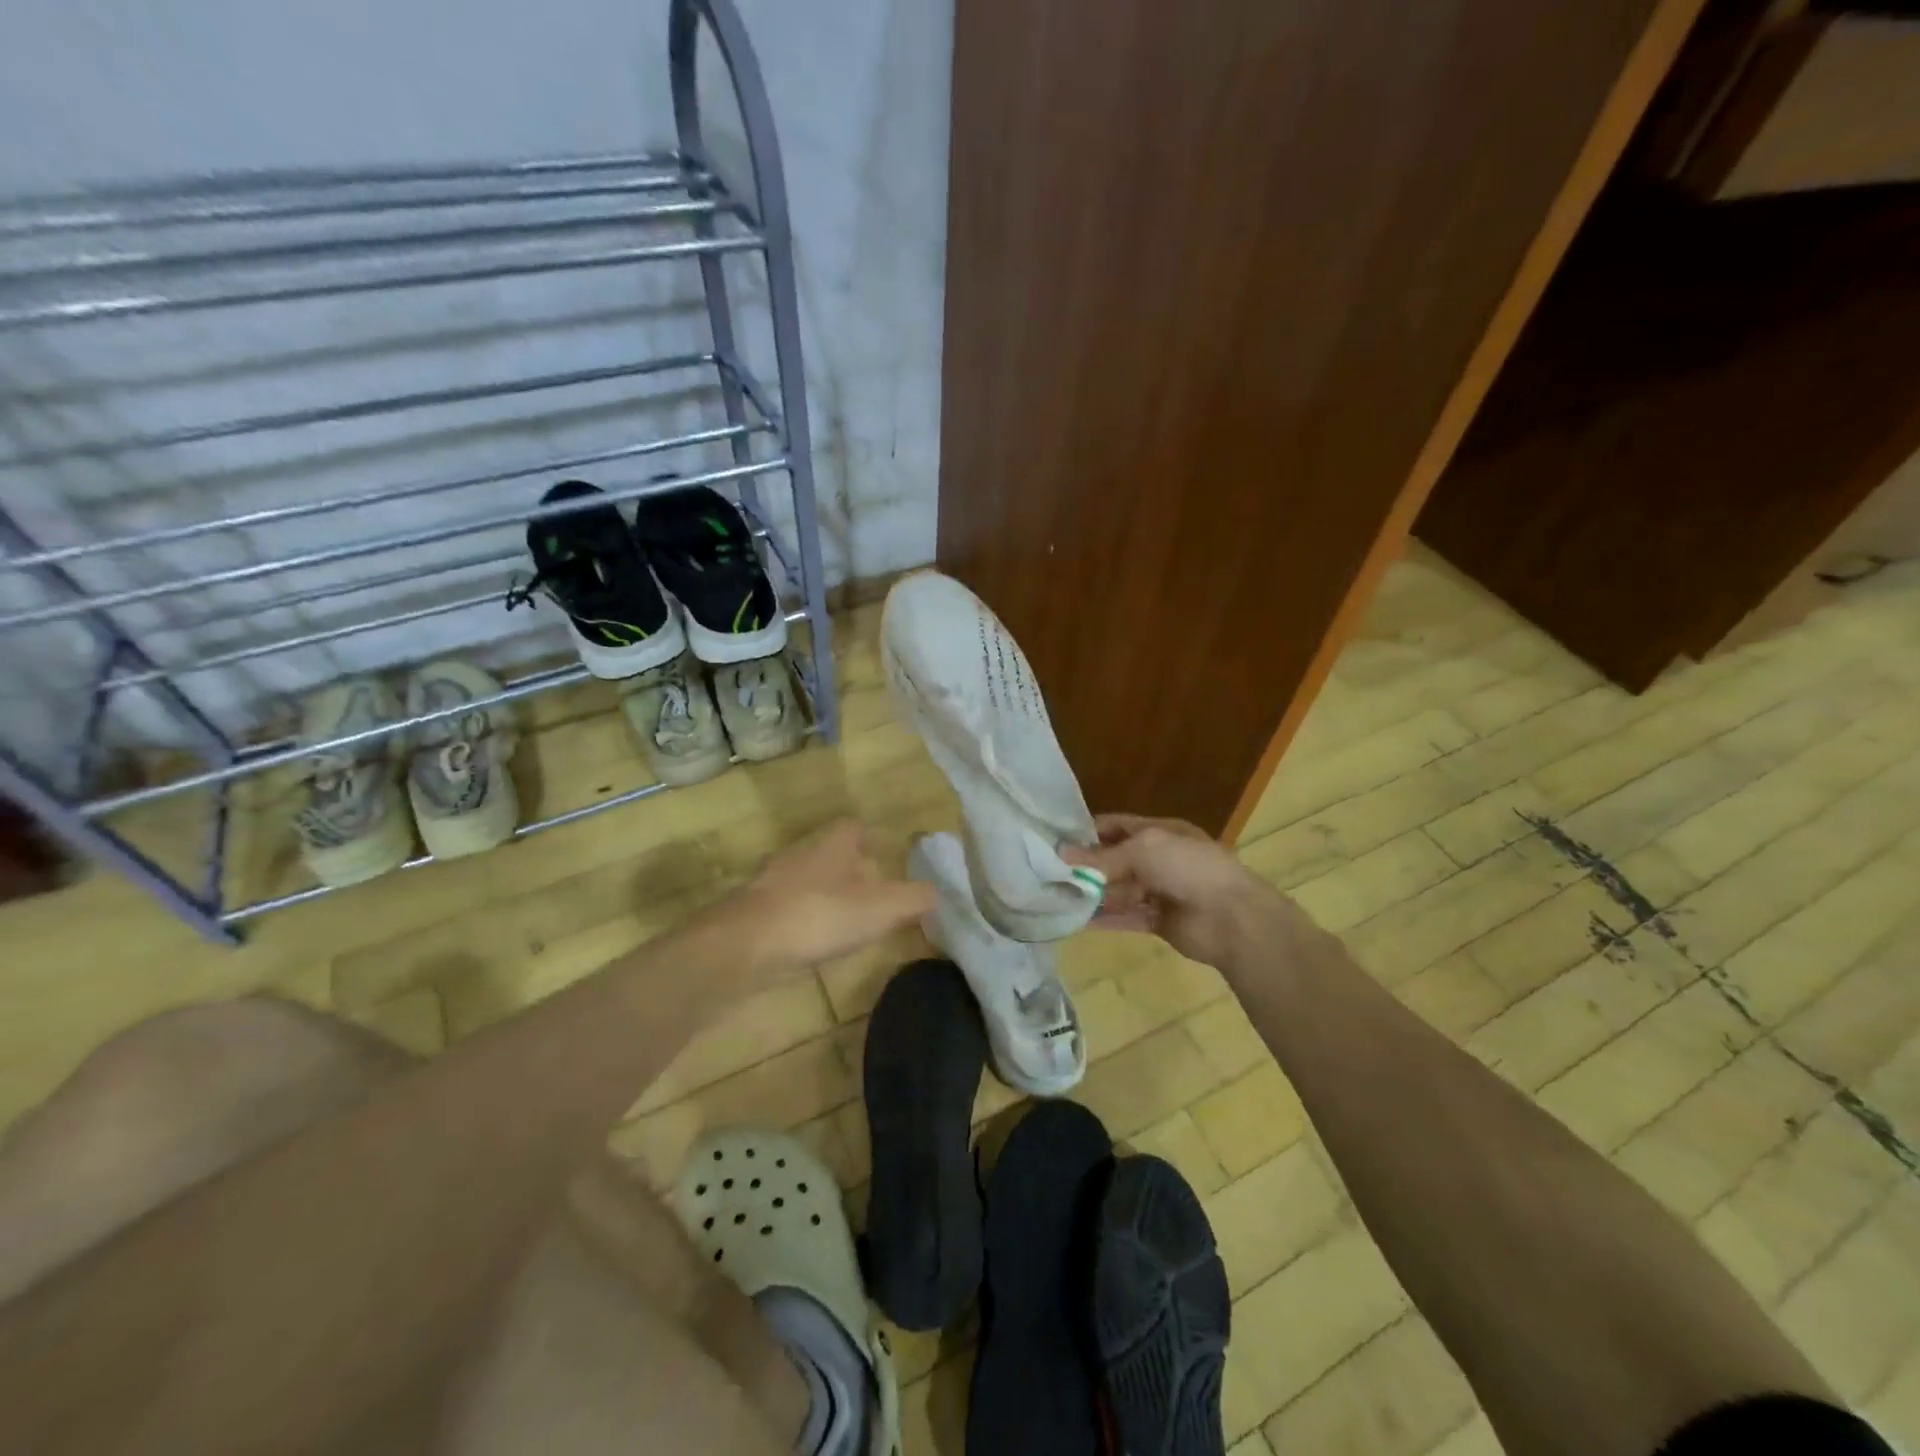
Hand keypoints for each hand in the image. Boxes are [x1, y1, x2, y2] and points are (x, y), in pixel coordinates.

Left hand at [727, 819, 935, 973]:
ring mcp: (770, 882)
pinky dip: (800, 918)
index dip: (871, 837)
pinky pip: (784, 907)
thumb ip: (914, 899)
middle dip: (847, 867)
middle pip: (827, 852)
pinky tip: (810, 940)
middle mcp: (799, 854)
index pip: (853, 826)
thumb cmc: (818, 916)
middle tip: (870, 890)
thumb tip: (938, 892)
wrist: (743, 946)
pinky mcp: (751, 911)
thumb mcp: (880, 909)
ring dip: (822, 893)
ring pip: (804, 878)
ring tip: (844, 919)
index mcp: (832, 844)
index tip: (885, 855)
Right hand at [1067, 813, 1284, 966]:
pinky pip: (1124, 917)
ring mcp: (1159, 891)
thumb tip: (1062, 857)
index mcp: (1160, 832)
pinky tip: (1073, 920)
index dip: (1086, 831)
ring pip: (1117, 890)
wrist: (1232, 918)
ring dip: (1090, 893)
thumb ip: (1103, 857)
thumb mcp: (1144, 849)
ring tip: (1054, 897)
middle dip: (1084, 865)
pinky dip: (1101, 919)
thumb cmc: (1189, 868)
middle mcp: (1158, 859)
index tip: (1054, 840)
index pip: (1116, 826)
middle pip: (1114, 860)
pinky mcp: (1157, 921)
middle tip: (1046, 872)